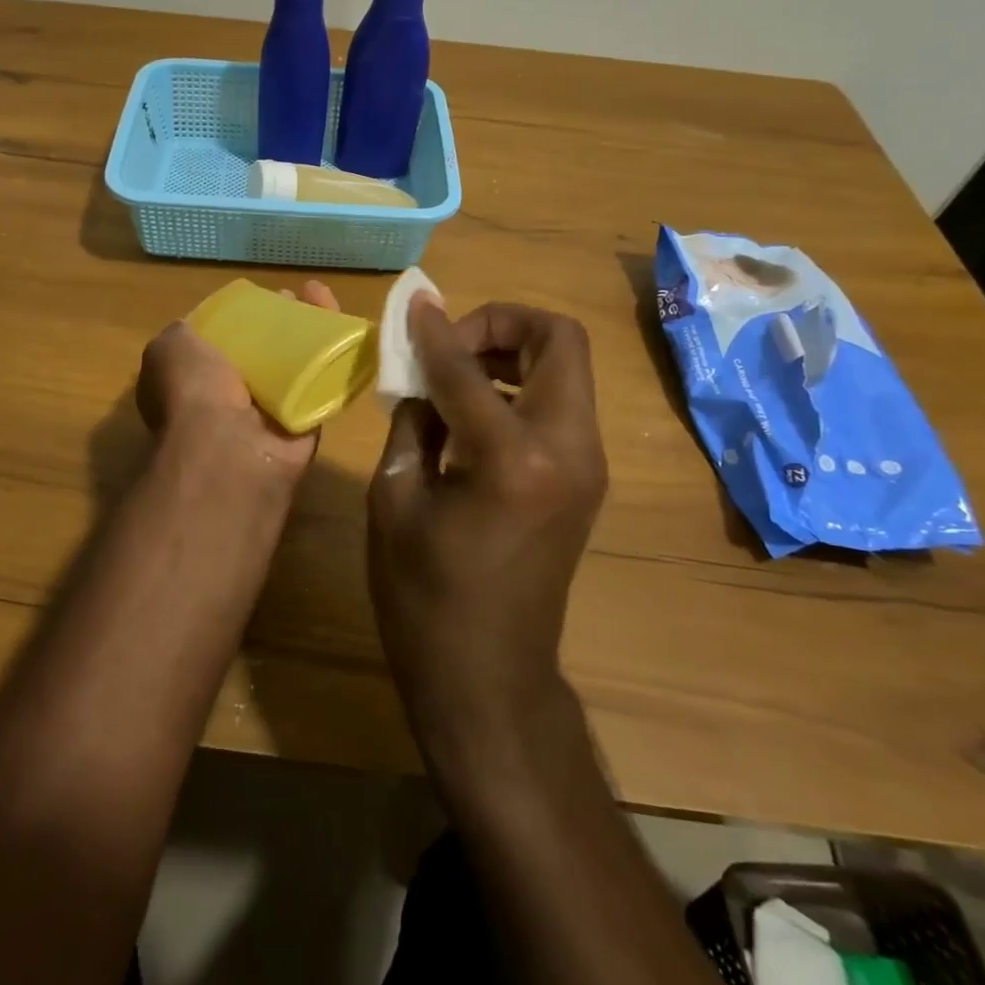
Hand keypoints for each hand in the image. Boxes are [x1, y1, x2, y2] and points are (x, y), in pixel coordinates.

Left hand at [136, 279, 340, 480]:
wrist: (230, 449)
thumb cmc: (193, 391)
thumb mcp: (169, 348)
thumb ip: (184, 333)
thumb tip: (200, 328)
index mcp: (195, 382)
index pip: (223, 342)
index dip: (242, 316)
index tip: (261, 296)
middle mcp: (232, 398)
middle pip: (264, 350)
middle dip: (281, 321)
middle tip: (299, 297)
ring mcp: (271, 412)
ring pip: (296, 364)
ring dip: (311, 332)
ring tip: (323, 298)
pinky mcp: (307, 422)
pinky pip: (324, 384)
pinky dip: (337, 357)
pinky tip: (347, 327)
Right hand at [367, 299, 607, 751]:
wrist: (489, 678)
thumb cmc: (424, 598)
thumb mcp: (395, 500)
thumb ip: (411, 421)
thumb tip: (418, 372)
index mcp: (514, 459)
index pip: (469, 368)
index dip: (435, 331)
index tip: (412, 305)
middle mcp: (569, 450)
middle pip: (559, 340)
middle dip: (501, 323)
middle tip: (450, 345)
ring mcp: (588, 464)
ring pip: (566, 367)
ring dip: (512, 353)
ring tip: (455, 377)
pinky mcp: (586, 479)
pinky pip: (560, 403)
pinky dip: (519, 387)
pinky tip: (472, 412)